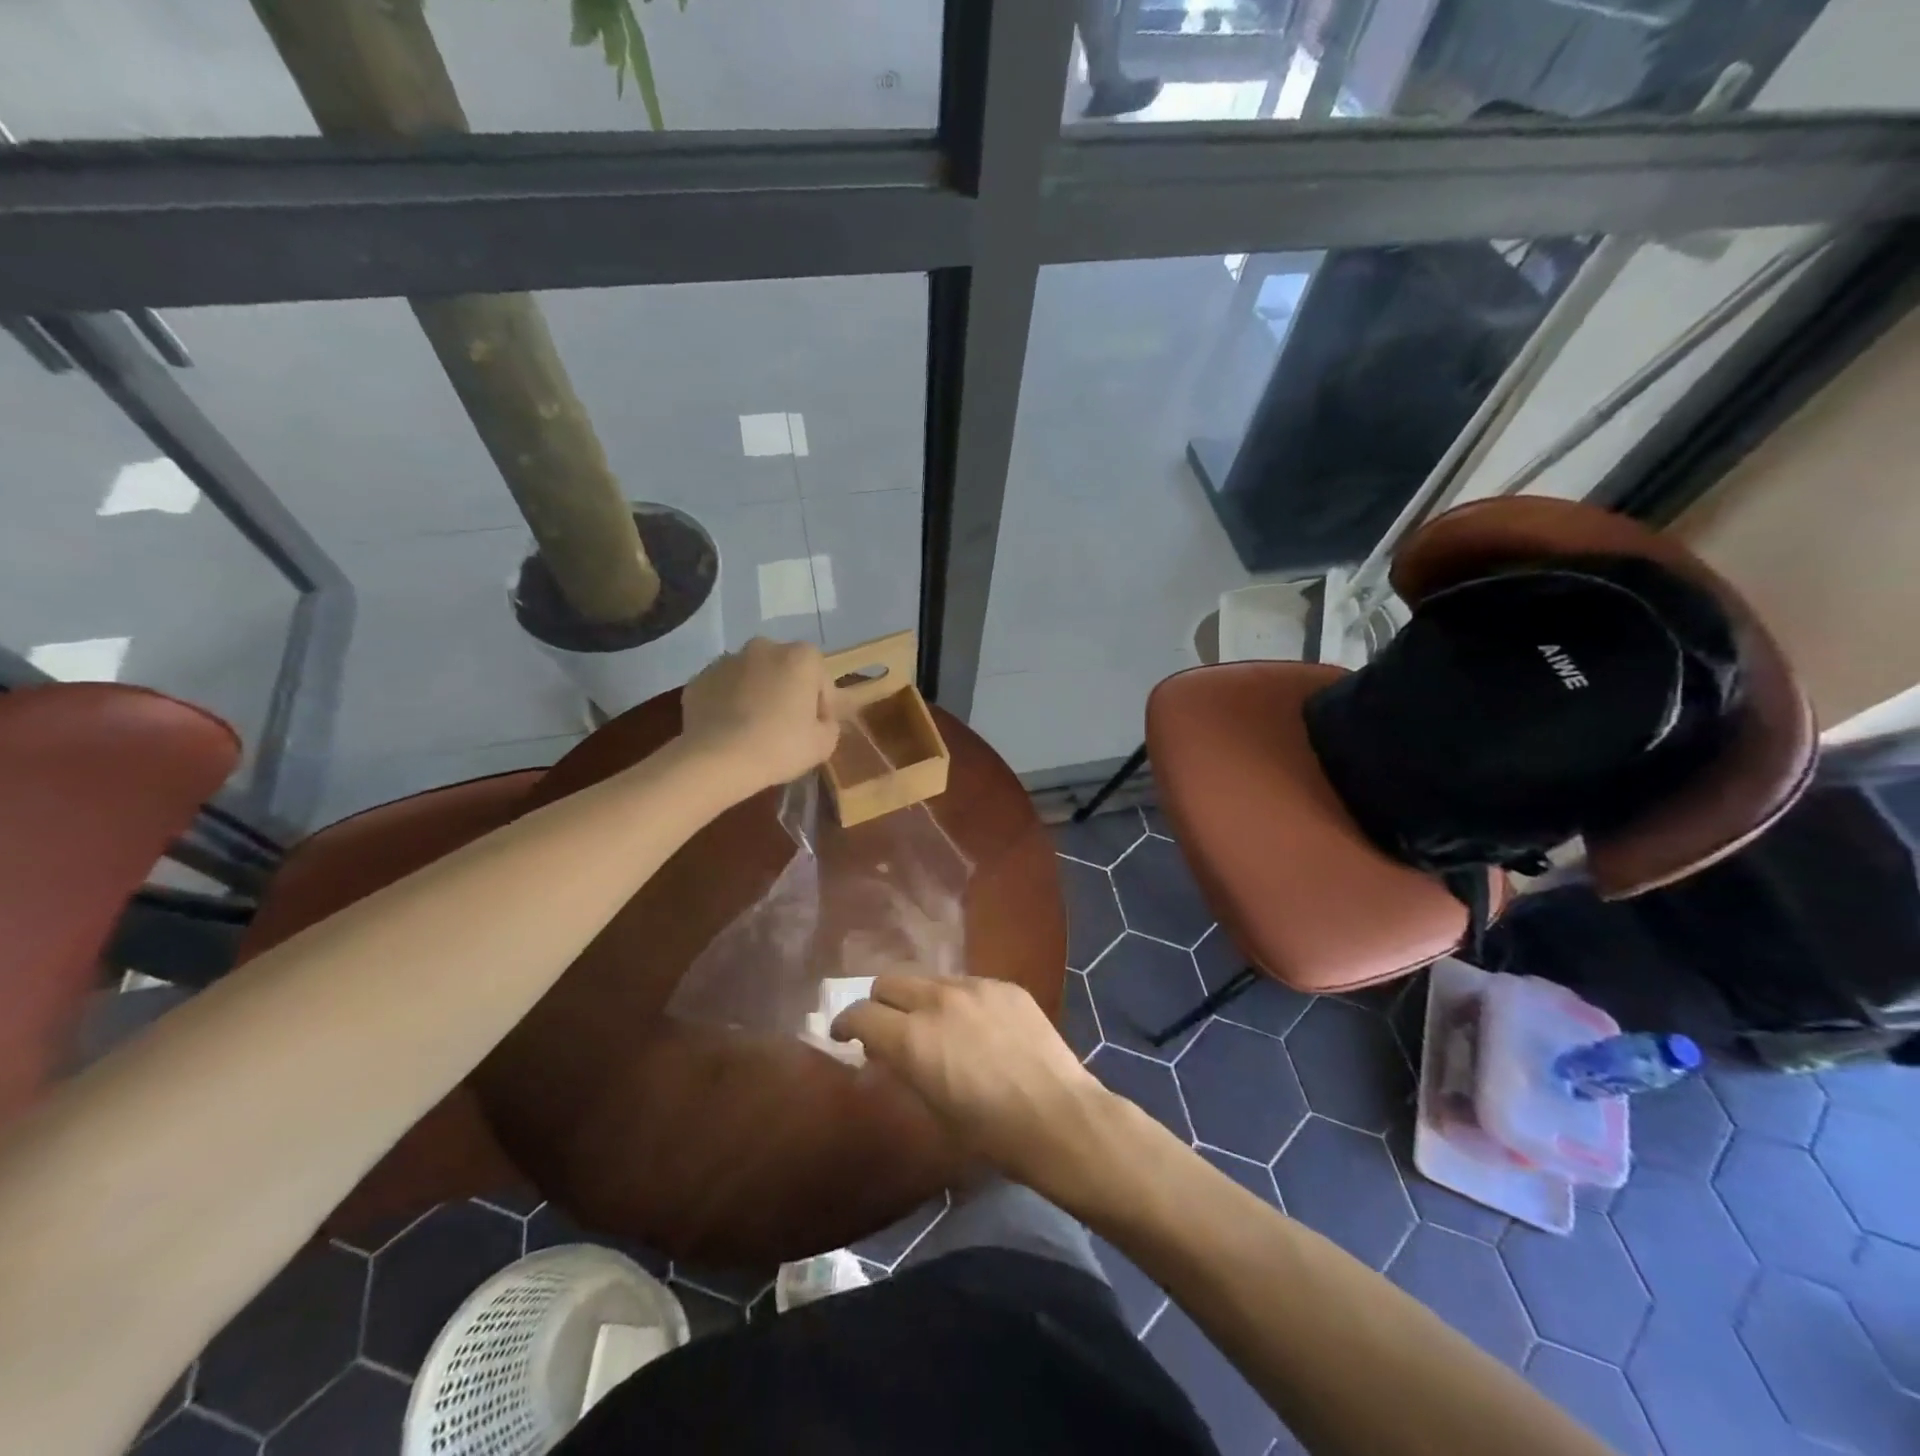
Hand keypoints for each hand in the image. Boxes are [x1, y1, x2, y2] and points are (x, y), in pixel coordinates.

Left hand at [681, 638, 839, 791]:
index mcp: (800, 657)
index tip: (815, 728)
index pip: (820, 678)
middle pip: (784, 670)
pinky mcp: (699, 679)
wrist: (716, 759)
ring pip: (752, 677)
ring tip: (754, 730)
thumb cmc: (780, 746)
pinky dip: (729, 703)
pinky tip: (730, 730)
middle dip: (787, 691)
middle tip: (785, 726)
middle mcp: (764, 648)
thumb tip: (819, 721)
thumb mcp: (824, 744)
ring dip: (757, 695)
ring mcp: (727, 661)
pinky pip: (724, 690)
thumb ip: (829, 725)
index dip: (821, 704)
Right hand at [832, 976, 1115, 1194]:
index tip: (844, 1036)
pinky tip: (976, 1027)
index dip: (846, 1024)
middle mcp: (937, 1000)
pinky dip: (957, 1000)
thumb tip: (887, 1050)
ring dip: (919, 998)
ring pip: (928, 977)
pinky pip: (967, 983)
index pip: (860, 1013)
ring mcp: (974, 986)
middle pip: (888, 981)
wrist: (1057, 1116)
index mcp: (912, 1038)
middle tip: (887, 1028)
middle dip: (879, 1003)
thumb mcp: (933, 1108)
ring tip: (934, 1025)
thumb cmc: (991, 1133)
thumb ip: (904, 1068)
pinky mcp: (1004, 984)